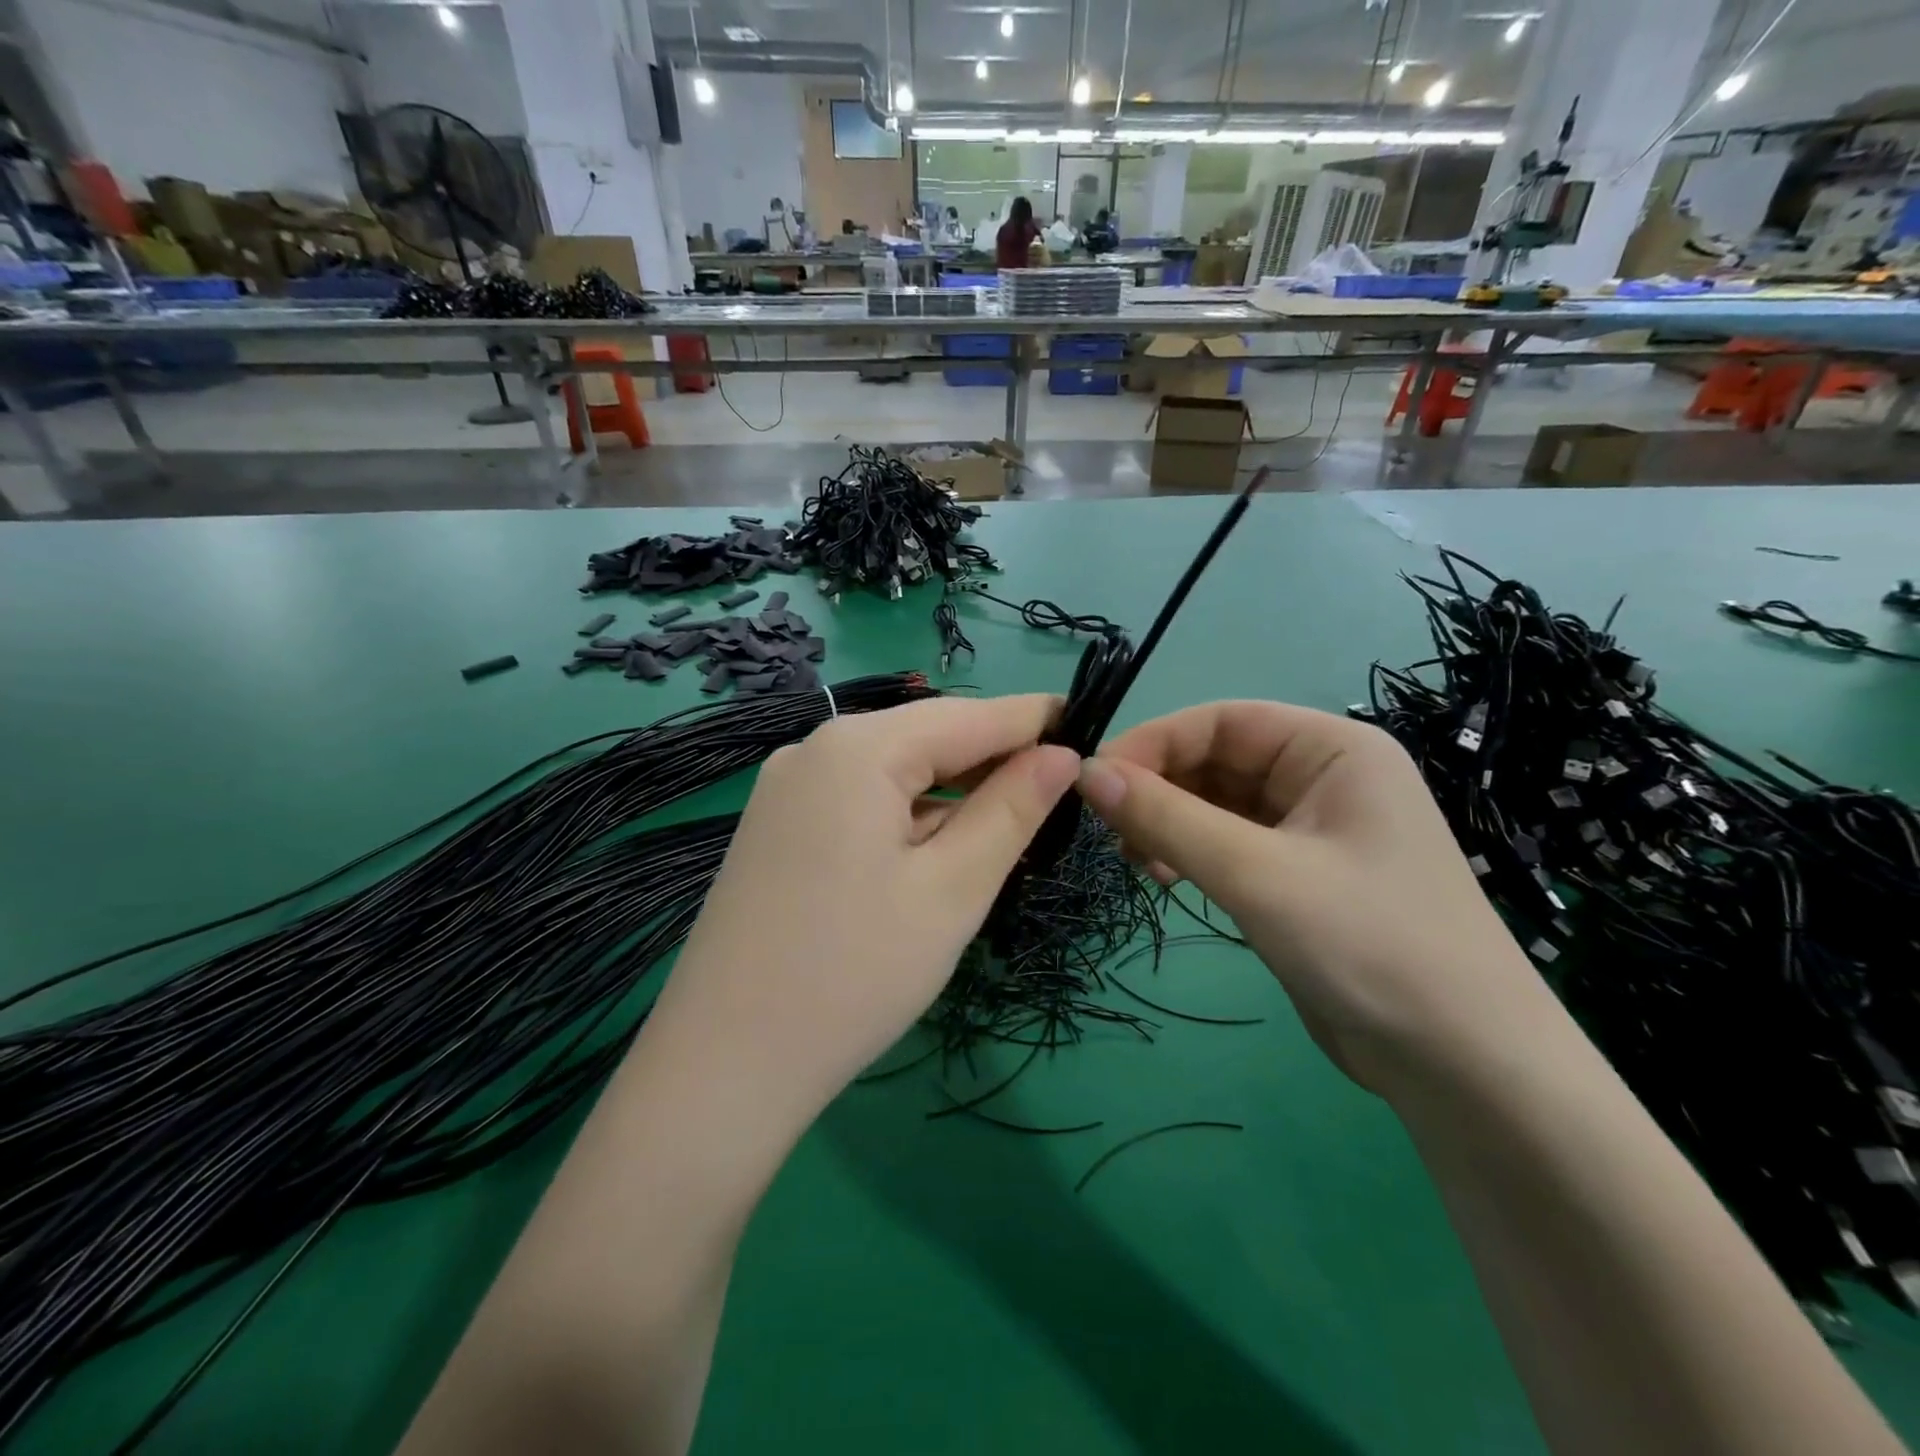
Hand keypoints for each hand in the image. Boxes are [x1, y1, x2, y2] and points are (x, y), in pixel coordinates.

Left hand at [653, 694, 1079, 1112]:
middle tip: (1058, 789)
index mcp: (858, 747)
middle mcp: (814, 749)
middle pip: (927, 737)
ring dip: (951, 792)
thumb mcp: (952, 889)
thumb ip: (1011, 810)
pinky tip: (935, 850)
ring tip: (1007, 823)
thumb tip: (1060, 755)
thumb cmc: (854, 974)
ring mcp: (787, 788)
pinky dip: (908, 815)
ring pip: (893, 771)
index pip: (969, 715)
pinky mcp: (777, 827)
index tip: (1089, 725)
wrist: (722, 1066)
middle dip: (993, 759)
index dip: (1034, 719)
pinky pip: (860, 800)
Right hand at [1076, 701, 1560, 1096]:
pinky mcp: (1299, 876)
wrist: (1465, 1068)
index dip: (1153, 742)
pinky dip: (1190, 853)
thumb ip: (1167, 818)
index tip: (1093, 781)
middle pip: (1216, 760)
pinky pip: (1228, 844)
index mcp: (1333, 750)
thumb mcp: (1257, 875)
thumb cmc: (1370, 946)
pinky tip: (1164, 878)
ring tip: (1136, 860)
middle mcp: (1323, 777)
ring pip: (1217, 804)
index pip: (1222, 721)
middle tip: (1109, 830)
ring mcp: (1312, 829)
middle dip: (1159, 788)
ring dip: (1169, 823)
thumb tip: (1087, 771)